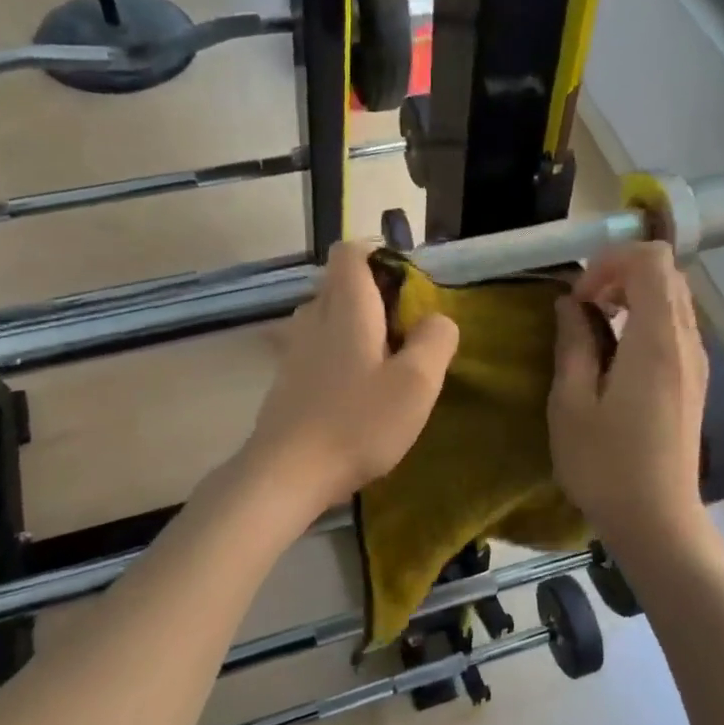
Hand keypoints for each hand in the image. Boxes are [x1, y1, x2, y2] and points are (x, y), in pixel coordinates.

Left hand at [241, 241, 458, 515]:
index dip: (381, 255)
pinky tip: (357, 394)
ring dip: (357, 328)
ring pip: (328, 317)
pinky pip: (317, 348)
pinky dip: (340, 355)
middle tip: (406, 333)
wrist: (287, 473)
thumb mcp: (416, 383)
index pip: (351, 251)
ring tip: (385, 365)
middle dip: (375, 296)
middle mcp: (314, 317)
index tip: (409, 288)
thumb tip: (436, 319)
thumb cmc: (358, 423)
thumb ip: (435, 340)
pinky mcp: (287, 379)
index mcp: (347, 307)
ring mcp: (294, 349)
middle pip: (340, 283)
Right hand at [549, 242, 708, 552]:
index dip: (610, 262)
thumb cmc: (605, 465)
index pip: (651, 260)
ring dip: (634, 298)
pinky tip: (617, 358)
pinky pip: (676, 328)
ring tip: (596, 330)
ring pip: (674, 300)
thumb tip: (571, 304)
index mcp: (656, 340)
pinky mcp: (696, 382)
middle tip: (584, 309)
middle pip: (667, 274)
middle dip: (621, 275)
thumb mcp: (571, 404)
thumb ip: (573, 344)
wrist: (658, 520)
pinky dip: (646, 322)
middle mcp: (687, 342)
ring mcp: (697, 362)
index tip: (579, 298)